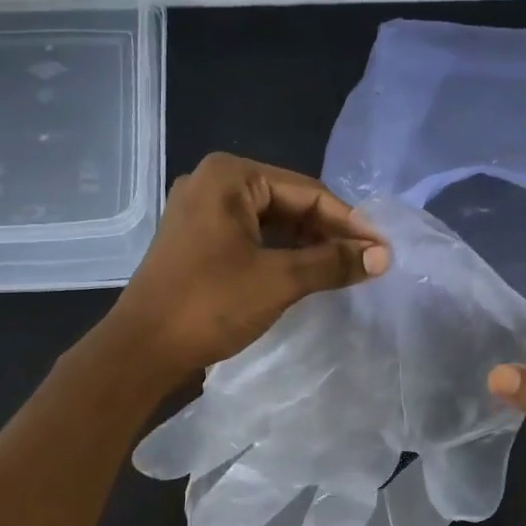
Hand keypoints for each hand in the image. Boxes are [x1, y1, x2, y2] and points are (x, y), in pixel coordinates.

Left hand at [110, 153, 388, 379]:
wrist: (142, 349)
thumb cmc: (210, 305)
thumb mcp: (278, 280)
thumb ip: (332, 263)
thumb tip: (382, 257)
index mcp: (230, 176)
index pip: (306, 192)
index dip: (348, 222)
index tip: (381, 249)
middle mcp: (211, 183)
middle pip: (287, 203)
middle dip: (327, 233)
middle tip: (366, 261)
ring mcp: (199, 212)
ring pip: (268, 222)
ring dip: (305, 245)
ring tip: (342, 270)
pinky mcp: (194, 240)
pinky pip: (248, 238)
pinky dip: (278, 254)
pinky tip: (304, 273)